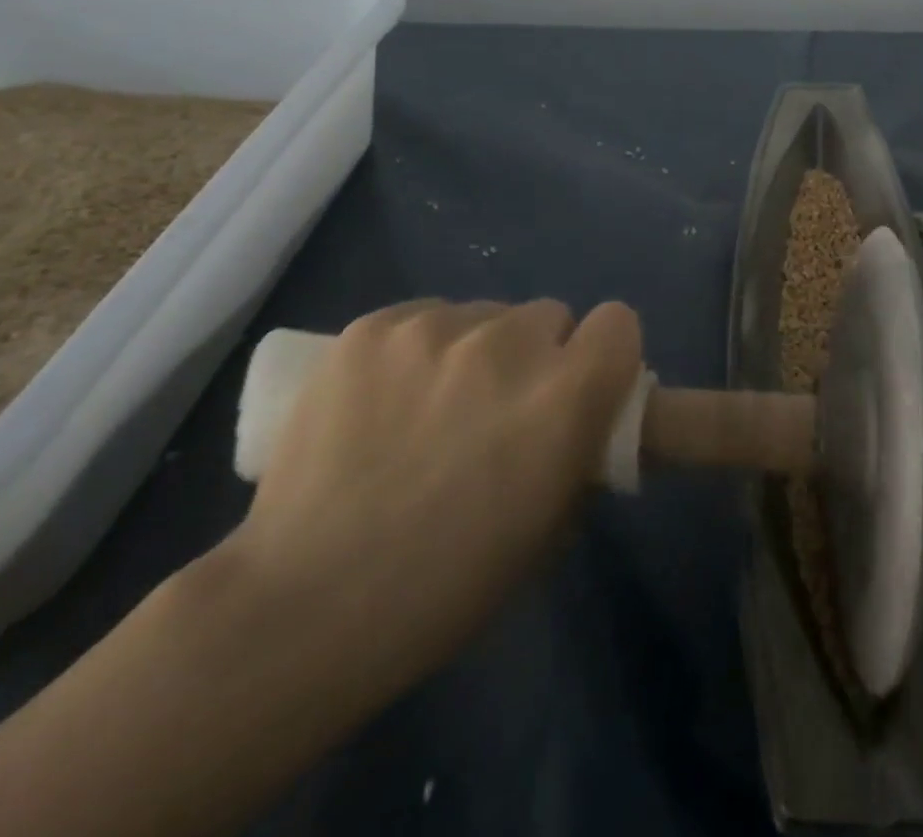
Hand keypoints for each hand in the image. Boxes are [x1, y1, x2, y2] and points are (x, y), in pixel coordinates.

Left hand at [221, 298, 642, 693]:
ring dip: (475, 351)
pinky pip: (422, 317)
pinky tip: (385, 400)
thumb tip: (579, 421)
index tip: (579, 387)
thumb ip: (580, 452)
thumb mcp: (551, 529)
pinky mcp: (372, 327)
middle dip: (536, 355)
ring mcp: (435, 328)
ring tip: (429, 408)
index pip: (618, 322)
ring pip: (483, 315)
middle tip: (498, 408)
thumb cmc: (447, 587)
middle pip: (548, 315)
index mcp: (565, 395)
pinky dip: (419, 349)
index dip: (603, 354)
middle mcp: (509, 344)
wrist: (304, 607)